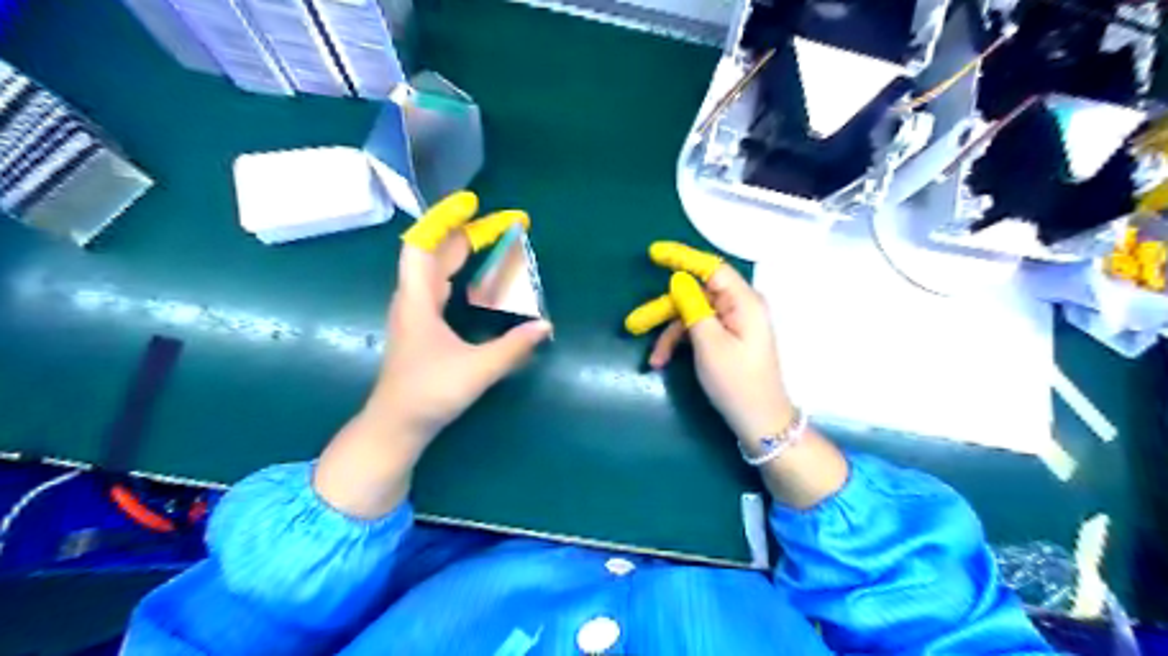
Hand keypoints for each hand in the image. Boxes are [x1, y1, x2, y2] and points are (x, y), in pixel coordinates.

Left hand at [316, 192, 552, 519]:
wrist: (396, 425)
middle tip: (501, 226)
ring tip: (491, 243)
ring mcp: (414, 313)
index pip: (422, 245)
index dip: (445, 220)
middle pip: (434, 253)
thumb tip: (545, 326)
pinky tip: (474, 280)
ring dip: (461, 252)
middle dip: (465, 234)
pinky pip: (438, 286)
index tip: (472, 204)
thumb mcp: (476, 369)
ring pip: (435, 270)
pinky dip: (458, 273)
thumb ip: (513, 347)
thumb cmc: (429, 393)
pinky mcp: (420, 326)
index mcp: (417, 300)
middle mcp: (412, 299)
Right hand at [647, 259, 794, 447]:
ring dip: (670, 334)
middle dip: (665, 311)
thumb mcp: (709, 345)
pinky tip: (663, 361)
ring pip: (693, 315)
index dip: (682, 258)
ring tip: (653, 359)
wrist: (760, 421)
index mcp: (744, 302)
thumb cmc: (736, 383)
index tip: (654, 253)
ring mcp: (735, 322)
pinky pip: (699, 330)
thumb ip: (693, 308)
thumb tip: (679, 280)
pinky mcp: (729, 337)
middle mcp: (741, 306)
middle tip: (634, 324)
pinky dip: (681, 343)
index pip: (711, 268)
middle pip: (696, 295)